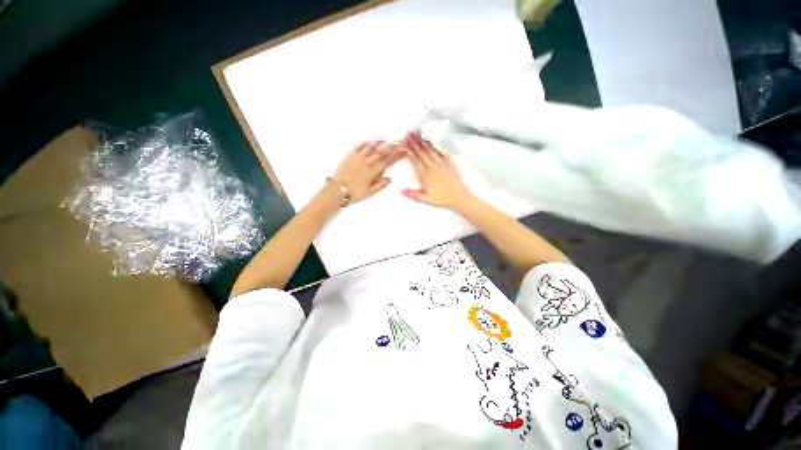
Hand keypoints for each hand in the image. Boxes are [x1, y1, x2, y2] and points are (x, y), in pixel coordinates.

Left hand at [331, 140, 402, 203]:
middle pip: (380, 153)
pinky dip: (364, 143)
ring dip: (378, 142)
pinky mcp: (349, 157)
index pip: (387, 161)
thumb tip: (390, 178)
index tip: (402, 150)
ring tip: (385, 138)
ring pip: (370, 148)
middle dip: (390, 147)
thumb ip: (380, 185)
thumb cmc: (354, 193)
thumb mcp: (370, 192)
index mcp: (372, 172)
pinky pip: (358, 147)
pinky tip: (368, 141)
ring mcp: (358, 158)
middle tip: (397, 142)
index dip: (395, 155)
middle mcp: (366, 163)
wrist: (337, 191)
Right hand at [401, 132, 474, 209]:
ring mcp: (442, 163)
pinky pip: (442, 152)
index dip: (409, 150)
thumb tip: (401, 191)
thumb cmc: (442, 199)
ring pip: (431, 150)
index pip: (415, 159)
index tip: (404, 142)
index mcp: (425, 175)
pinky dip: (436, 146)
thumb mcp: (426, 200)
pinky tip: (432, 142)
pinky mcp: (450, 163)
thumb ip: (413, 194)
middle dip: (415, 142)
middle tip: (409, 133)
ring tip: (418, 134)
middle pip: (422, 152)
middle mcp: (432, 166)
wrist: (460, 197)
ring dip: (423, 142)